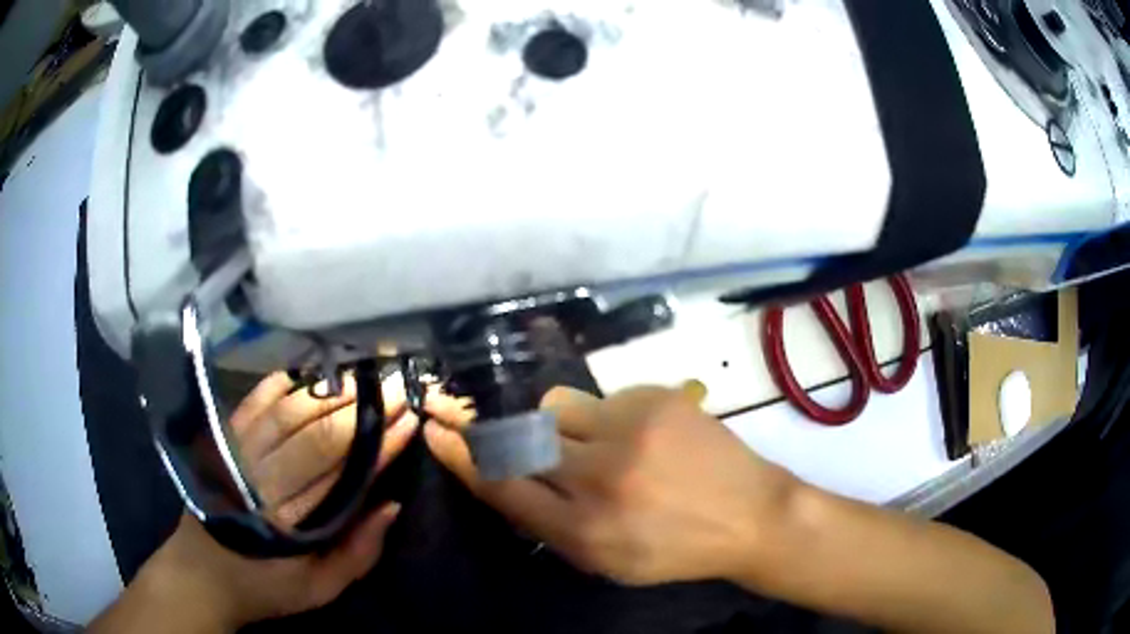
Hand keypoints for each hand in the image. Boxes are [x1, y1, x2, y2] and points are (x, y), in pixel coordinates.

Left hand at [98, 371, 471, 631]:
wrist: (199, 576)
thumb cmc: (257, 590)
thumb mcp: (314, 591)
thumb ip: (353, 556)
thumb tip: (388, 512)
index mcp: (298, 506)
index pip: (351, 459)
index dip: (384, 434)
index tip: (416, 410)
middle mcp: (274, 470)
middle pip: (325, 427)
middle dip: (362, 397)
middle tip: (396, 366)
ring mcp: (245, 452)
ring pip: (292, 408)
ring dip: (326, 382)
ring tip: (357, 354)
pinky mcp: (225, 445)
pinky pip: (253, 405)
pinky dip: (276, 382)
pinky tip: (296, 363)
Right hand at [423, 385, 797, 584]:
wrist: (750, 515)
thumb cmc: (675, 549)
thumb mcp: (606, 562)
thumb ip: (550, 526)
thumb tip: (505, 482)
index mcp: (584, 530)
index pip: (501, 484)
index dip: (462, 457)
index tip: (437, 432)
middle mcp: (599, 477)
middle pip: (519, 437)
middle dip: (509, 437)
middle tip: (531, 444)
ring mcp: (629, 431)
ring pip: (556, 407)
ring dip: (563, 427)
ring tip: (600, 445)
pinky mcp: (655, 399)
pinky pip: (603, 398)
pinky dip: (608, 419)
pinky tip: (641, 438)